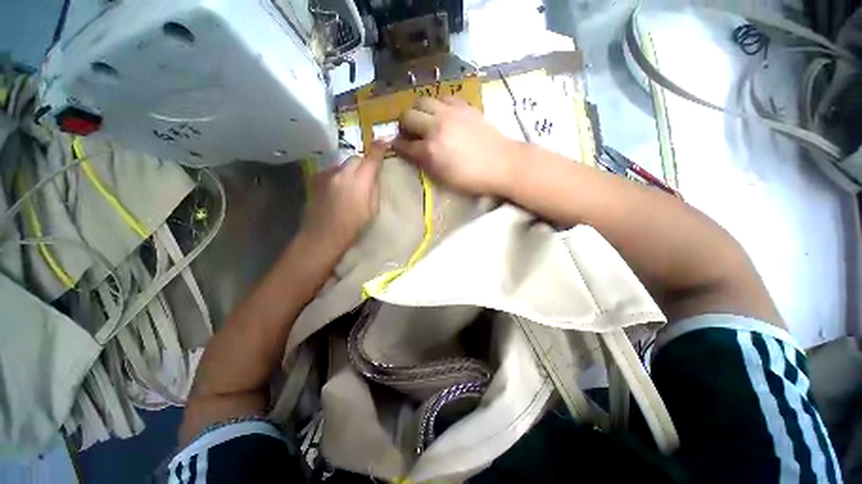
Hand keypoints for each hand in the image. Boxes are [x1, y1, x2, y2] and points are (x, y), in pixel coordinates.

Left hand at [300, 141, 385, 252]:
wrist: (322, 237)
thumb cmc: (352, 228)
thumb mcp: (372, 211)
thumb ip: (374, 190)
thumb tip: (374, 177)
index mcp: (360, 182)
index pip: (372, 159)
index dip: (379, 148)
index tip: (385, 140)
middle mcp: (342, 173)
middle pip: (356, 158)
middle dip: (364, 162)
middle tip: (368, 174)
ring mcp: (327, 175)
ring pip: (343, 164)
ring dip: (351, 170)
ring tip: (353, 185)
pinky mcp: (317, 181)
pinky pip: (332, 172)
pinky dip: (339, 176)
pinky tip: (339, 190)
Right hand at [392, 97, 523, 195]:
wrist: (502, 164)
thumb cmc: (472, 179)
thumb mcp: (444, 179)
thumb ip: (426, 164)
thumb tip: (414, 153)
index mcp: (430, 150)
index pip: (404, 144)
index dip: (397, 145)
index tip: (396, 145)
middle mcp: (436, 126)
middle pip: (408, 116)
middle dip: (403, 125)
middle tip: (408, 132)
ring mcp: (450, 113)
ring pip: (422, 101)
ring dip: (418, 111)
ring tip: (423, 120)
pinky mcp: (464, 106)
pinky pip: (443, 97)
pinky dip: (437, 104)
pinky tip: (441, 113)